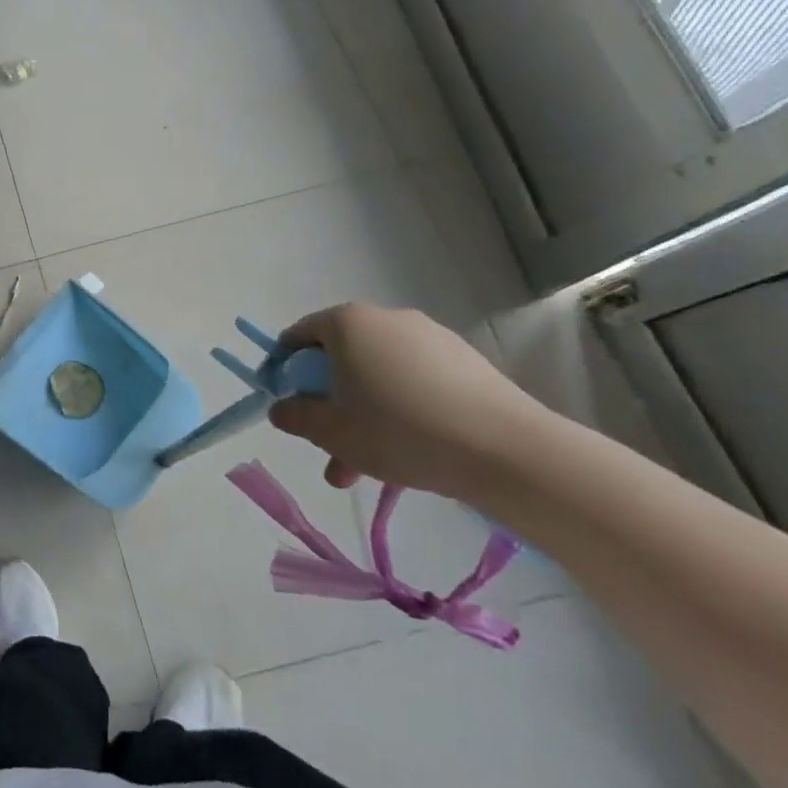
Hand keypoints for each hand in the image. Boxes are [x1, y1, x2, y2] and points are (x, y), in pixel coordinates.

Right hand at [267, 303, 546, 500]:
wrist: (506, 450)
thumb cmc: (400, 431)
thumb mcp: (331, 432)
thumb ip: (295, 416)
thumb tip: (281, 408)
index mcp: (346, 323)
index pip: (298, 336)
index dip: (284, 370)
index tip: (286, 404)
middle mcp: (385, 318)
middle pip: (340, 360)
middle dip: (329, 406)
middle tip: (328, 450)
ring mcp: (429, 337)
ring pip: (378, 376)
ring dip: (364, 416)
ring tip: (366, 470)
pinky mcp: (464, 361)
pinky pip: (414, 381)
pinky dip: (402, 409)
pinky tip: (411, 452)